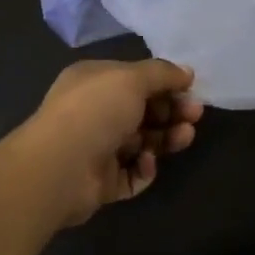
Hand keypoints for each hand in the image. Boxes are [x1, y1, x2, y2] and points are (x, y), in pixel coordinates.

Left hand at [16, 58, 202, 225]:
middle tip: (195, 114)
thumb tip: (187, 72)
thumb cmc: (95, 110)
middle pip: (142, 111)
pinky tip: (148, 161)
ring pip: (142, 142)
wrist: (60, 167)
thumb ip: (162, 73)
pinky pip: (132, 173)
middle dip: (171, 111)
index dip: (164, 83)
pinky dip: (145, 168)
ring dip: (166, 138)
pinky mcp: (102, 181)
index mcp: (95, 82)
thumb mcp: (132, 78)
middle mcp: (95, 112)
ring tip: (184, 136)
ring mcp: (97, 148)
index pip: (135, 79)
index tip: (191, 89)